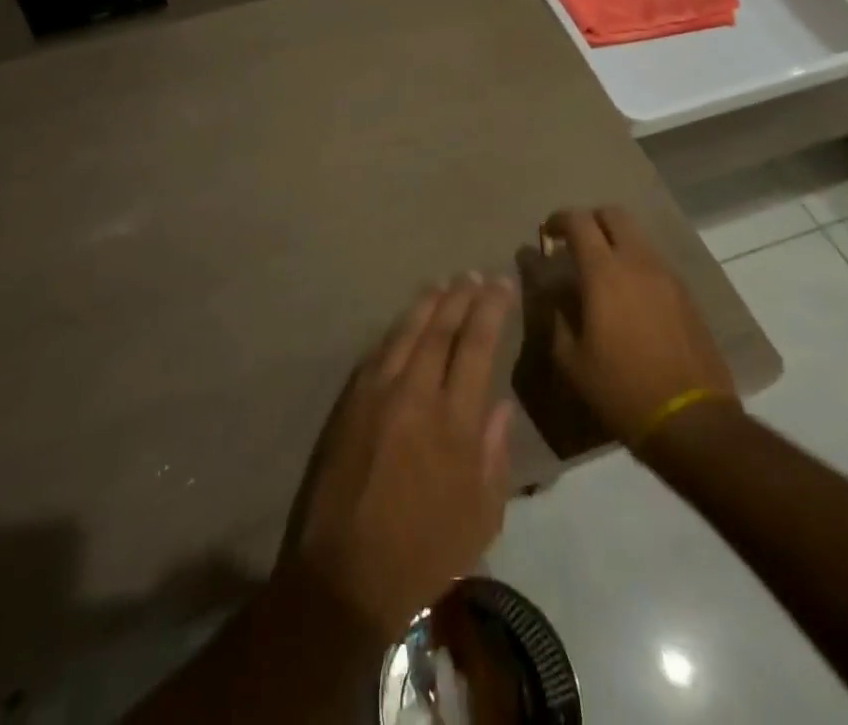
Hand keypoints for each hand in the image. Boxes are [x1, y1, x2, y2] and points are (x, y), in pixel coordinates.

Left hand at [277, 275, 515, 641]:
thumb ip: (494, 453)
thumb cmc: (424, 553)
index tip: (502, 284)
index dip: (491, 310)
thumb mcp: (481, 517)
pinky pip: (379, 351)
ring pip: (407, 331)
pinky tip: (406, 322)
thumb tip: (501, 404)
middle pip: (441, 329)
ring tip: (444, 283)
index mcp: (453, 421)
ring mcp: (377, 392)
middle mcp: (415, 393)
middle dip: (461, 297)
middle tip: (475, 275)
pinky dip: (397, 330)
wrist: (345, 572)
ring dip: (428, 303)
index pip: (476, 346)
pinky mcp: (350, 399)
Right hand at [544, 206, 735, 443]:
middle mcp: (638, 263)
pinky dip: (636, 265)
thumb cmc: (621, 390)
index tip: (547, 235)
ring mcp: (668, 277)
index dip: (558, 220)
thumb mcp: (571, 360)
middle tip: (575, 244)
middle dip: (590, 221)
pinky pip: (655, 263)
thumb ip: (556, 316)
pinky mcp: (687, 296)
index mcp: (605, 273)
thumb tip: (553, 292)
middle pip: (614, 214)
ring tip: (602, 274)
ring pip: (638, 236)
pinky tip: (629, 298)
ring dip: (616, 242)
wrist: (693, 422)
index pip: (578, 221)